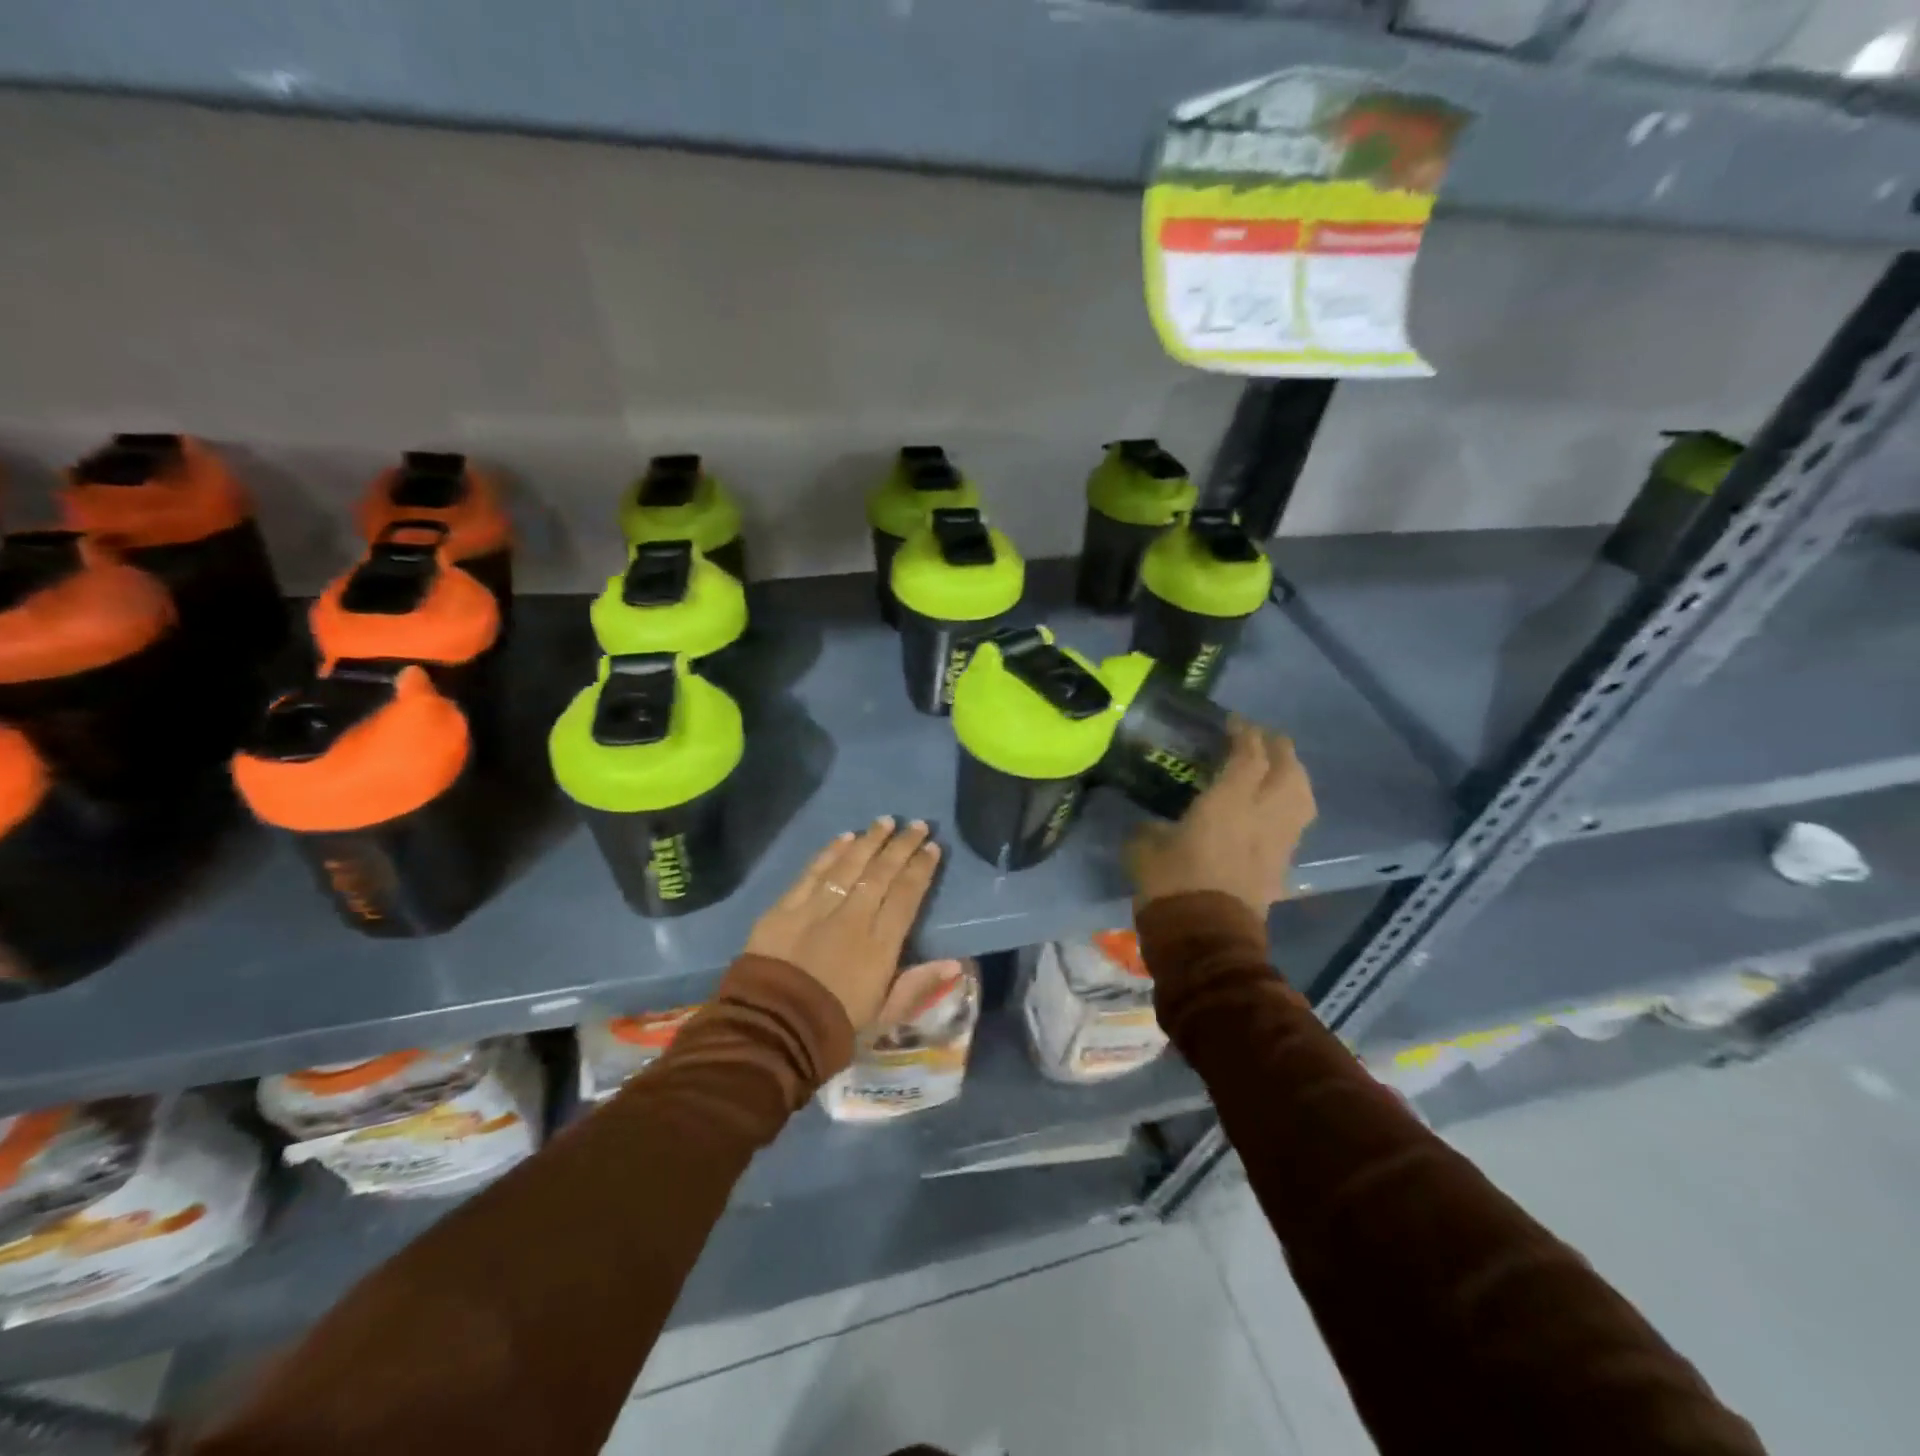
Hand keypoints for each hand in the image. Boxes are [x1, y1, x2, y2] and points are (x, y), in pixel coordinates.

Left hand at [745, 817, 941, 1031]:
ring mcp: (817, 909)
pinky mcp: (786, 907)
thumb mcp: (884, 1015)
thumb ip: (918, 985)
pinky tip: (845, 837)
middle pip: (882, 872)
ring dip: (870, 840)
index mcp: (880, 944)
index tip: (933, 848)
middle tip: (918, 825)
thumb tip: (955, 963)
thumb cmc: (833, 1027)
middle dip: (902, 846)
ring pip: (849, 864)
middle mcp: (853, 918)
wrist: (772, 1030)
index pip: (907, 895)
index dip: (921, 869)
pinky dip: (830, 852)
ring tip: (886, 821)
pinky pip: (813, 872)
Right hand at [1125, 722, 1315, 917]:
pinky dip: (1289, 807)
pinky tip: (1272, 810)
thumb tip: (1152, 825)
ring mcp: (1278, 842)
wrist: (1205, 939)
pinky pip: (1294, 825)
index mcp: (1230, 802)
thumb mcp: (1144, 848)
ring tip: (1278, 769)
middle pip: (1288, 769)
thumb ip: (1151, 828)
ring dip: (1294, 775)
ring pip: (1302, 797)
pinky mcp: (1282, 866)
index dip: (1244, 733)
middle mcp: (1263, 815)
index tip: (1234, 722)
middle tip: (1261, 739)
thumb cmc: (1172, 885)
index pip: (1249, 755)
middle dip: (1278, 747)